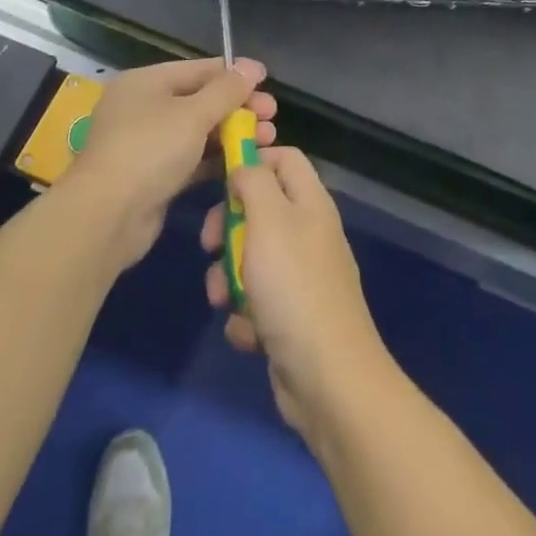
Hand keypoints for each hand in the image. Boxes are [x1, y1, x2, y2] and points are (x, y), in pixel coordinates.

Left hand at [71, 58, 276, 269]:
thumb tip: (251, 66)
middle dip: (238, 107)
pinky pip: (191, 159)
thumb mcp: (193, 114)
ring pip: (198, 131)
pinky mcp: (153, 176)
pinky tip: (244, 163)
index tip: (267, 81)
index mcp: (146, 82)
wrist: (106, 218)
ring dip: (232, 134)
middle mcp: (144, 107)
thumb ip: (226, 90)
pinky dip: (216, 159)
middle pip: (200, 100)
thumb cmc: (150, 150)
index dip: (234, 74)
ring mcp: (147, 144)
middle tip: (272, 117)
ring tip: (267, 140)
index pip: (199, 69)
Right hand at [201, 147, 391, 442]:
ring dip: (228, 278)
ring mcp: (301, 277)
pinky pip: (256, 302)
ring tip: (223, 300)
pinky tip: (248, 332)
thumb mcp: (268, 220)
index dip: (252, 160)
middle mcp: (308, 233)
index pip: (284, 158)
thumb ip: (254, 182)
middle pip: (260, 209)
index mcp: (310, 202)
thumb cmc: (293, 286)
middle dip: (228, 227)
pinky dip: (245, 315)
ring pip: (251, 259)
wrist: (327, 377)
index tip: (219, 178)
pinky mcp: (291, 317)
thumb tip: (244, 165)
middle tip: (208, 244)